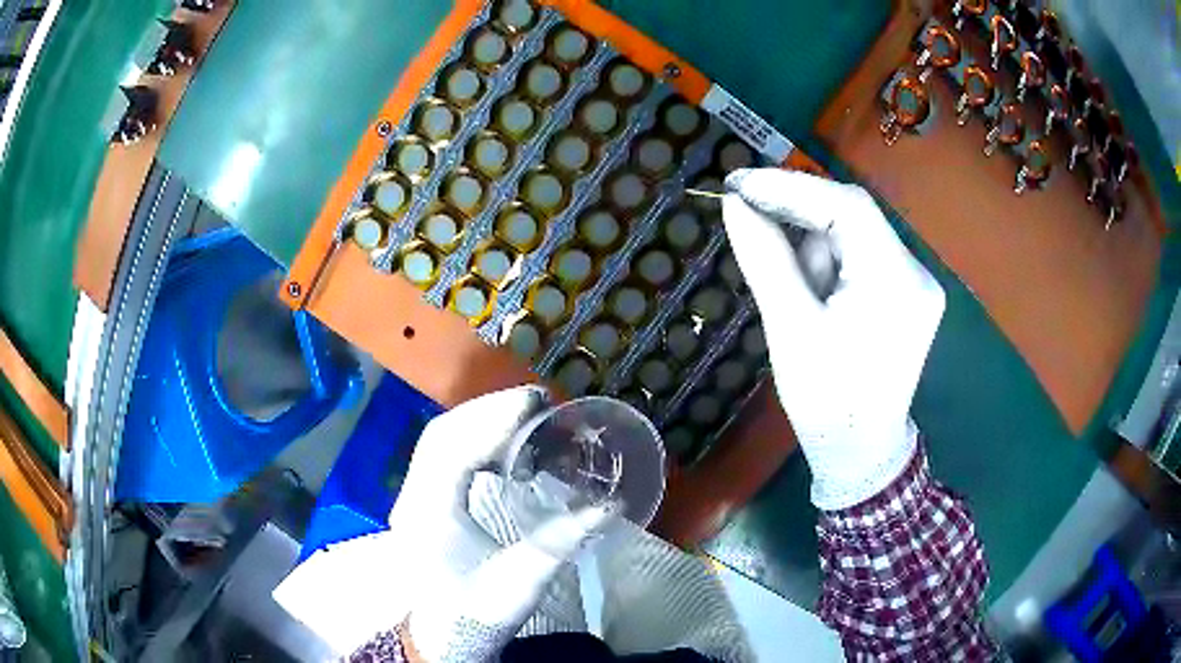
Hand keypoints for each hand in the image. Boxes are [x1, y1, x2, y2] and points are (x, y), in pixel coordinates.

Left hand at [274, 387, 611, 658]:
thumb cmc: (474, 614)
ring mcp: (412, 498)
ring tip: (523, 416)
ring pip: (438, 441)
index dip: (492, 419)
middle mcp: (412, 496)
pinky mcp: (421, 504)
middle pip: (441, 434)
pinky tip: (500, 446)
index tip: (535, 403)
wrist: (440, 640)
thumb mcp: (521, 581)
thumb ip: (561, 542)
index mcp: (428, 512)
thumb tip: (609, 506)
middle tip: (536, 402)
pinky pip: (441, 457)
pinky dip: (471, 440)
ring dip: (479, 422)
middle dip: (487, 411)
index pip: (452, 447)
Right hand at [722, 169, 944, 510]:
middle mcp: (916, 272)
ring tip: (796, 296)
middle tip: (749, 221)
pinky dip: (829, 262)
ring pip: (855, 235)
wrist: (860, 453)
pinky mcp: (907, 294)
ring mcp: (915, 283)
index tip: (739, 184)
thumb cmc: (826, 401)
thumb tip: (736, 203)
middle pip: (853, 216)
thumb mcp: (790, 329)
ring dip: (814, 247)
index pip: (847, 207)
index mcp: (895, 282)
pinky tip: (814, 295)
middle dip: (799, 218)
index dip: (791, 187)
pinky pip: (863, 256)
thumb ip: (765, 258)